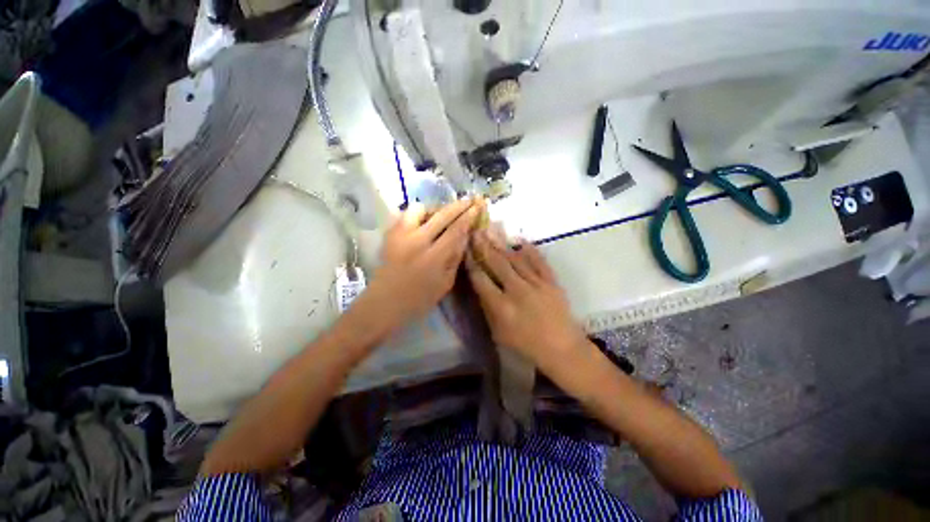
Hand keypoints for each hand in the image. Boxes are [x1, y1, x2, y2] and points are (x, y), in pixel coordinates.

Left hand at [357, 198, 482, 332]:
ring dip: (435, 208)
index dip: (468, 216)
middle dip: (459, 205)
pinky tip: (424, 221)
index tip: (478, 206)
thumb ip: (455, 258)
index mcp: (434, 257)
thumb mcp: (445, 283)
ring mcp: (401, 235)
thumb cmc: (419, 299)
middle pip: (442, 215)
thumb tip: (465, 236)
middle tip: (470, 199)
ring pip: (420, 209)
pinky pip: (405, 214)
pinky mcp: (390, 234)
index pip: (456, 230)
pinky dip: (418, 213)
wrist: (384, 302)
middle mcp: (417, 241)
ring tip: (442, 214)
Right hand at [465, 231, 590, 372]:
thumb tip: (480, 287)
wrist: (562, 348)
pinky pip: (539, 261)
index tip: (465, 252)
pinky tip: (520, 240)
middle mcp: (517, 291)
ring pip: (515, 259)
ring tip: (491, 232)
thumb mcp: (499, 333)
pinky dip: (529, 250)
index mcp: (502, 307)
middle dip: (484, 247)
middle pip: (497, 264)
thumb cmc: (527, 346)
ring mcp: (536, 284)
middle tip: (475, 233)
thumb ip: (488, 309)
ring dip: (501, 245)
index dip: (471, 264)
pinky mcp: (551, 282)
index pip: (481, 280)